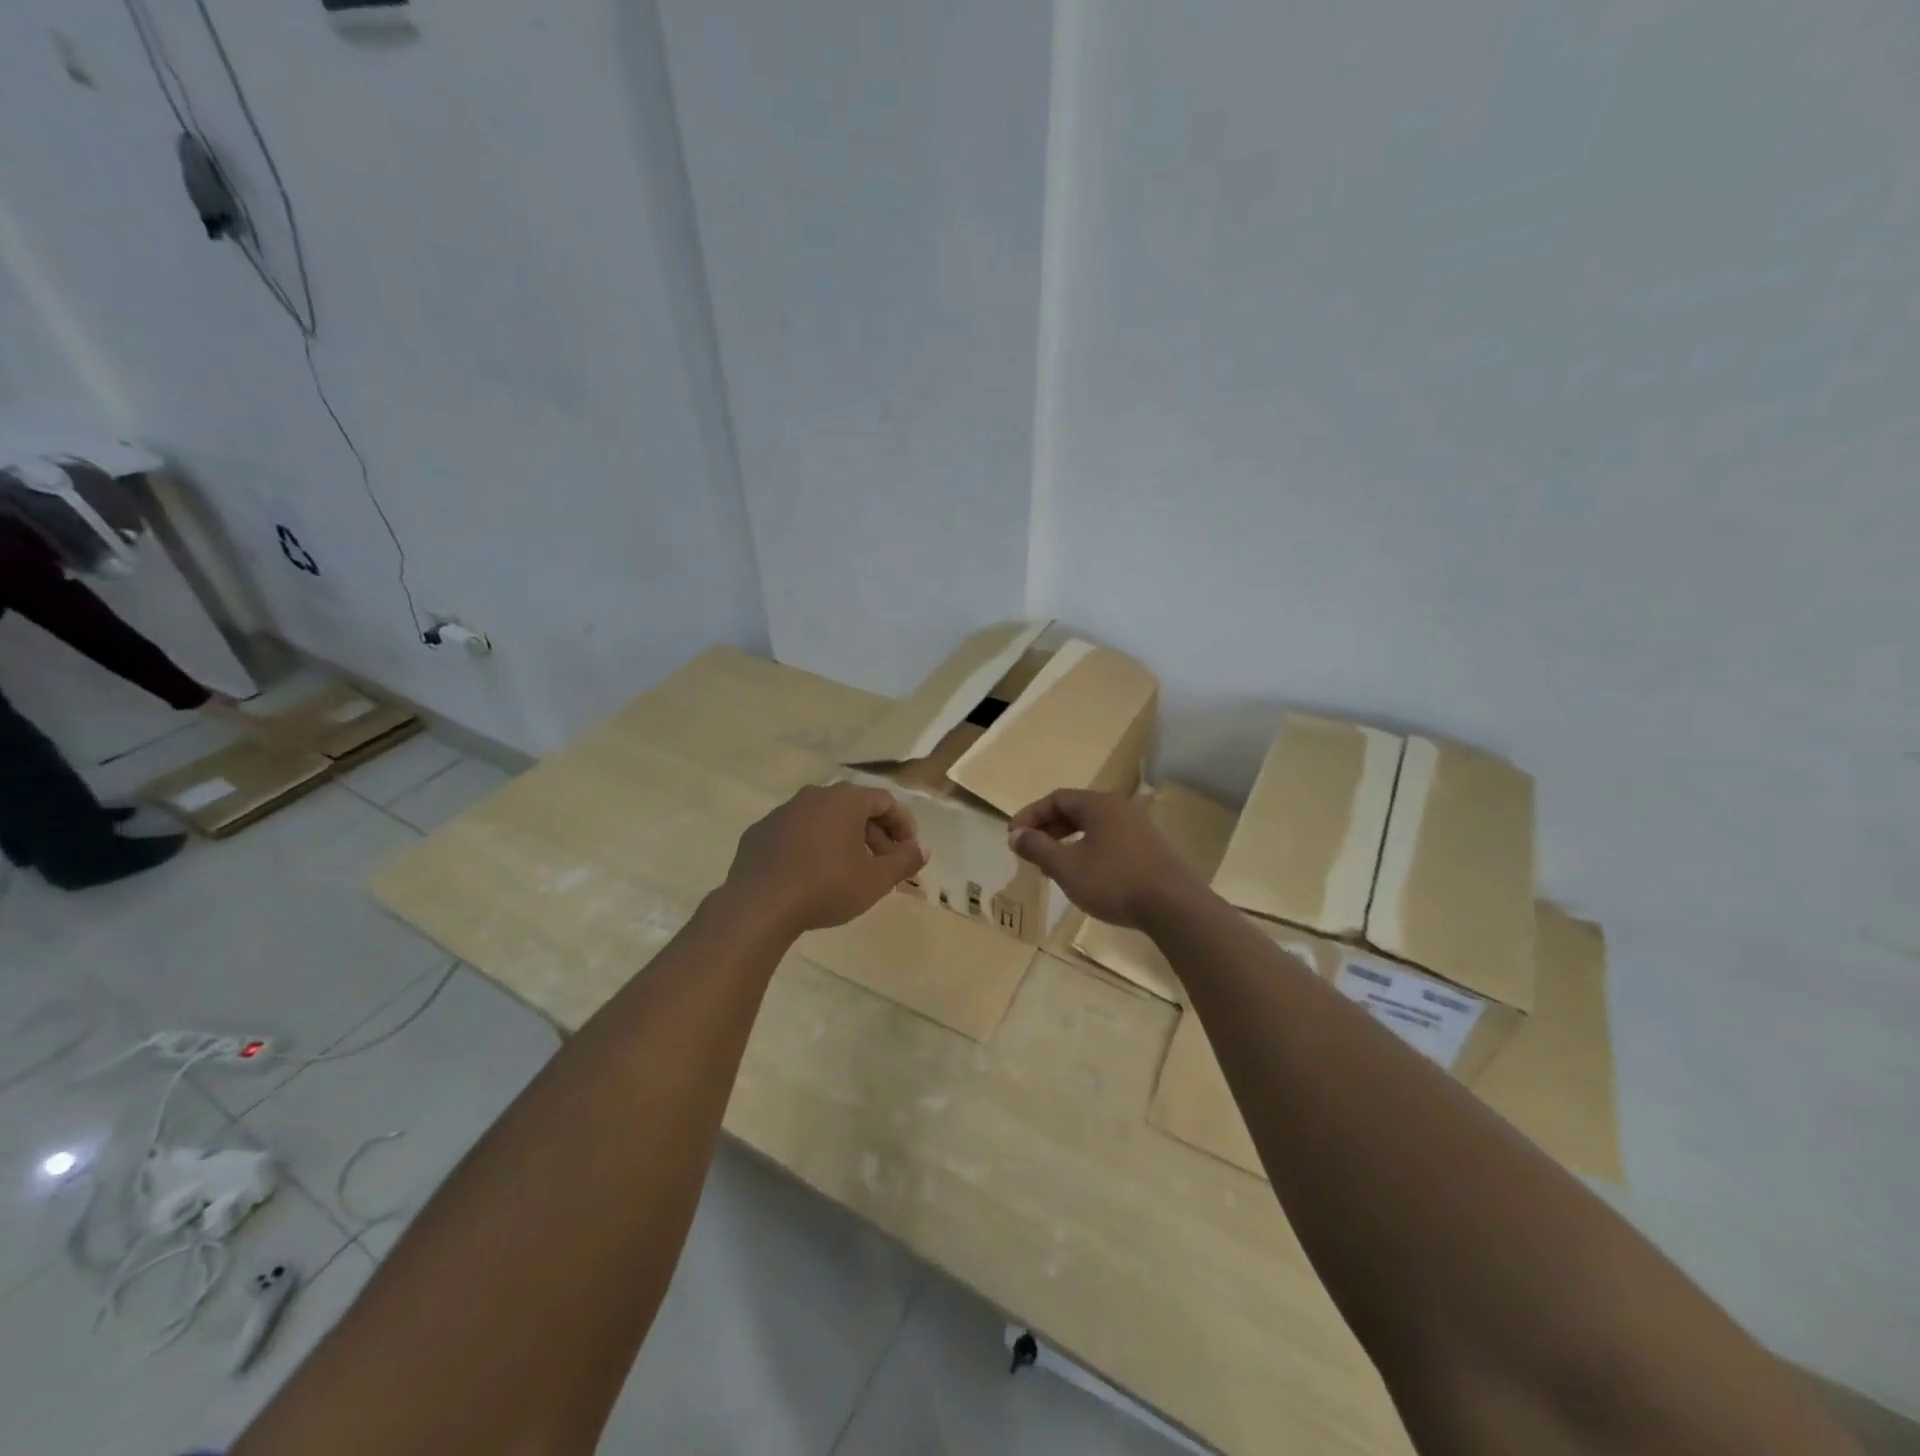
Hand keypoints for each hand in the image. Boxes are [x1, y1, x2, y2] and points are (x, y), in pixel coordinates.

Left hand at [723, 783, 926, 935]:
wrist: (759, 906)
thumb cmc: (827, 886)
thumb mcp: (876, 879)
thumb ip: (904, 861)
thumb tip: (922, 849)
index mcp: (844, 799)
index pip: (885, 801)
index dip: (903, 825)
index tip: (908, 852)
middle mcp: (813, 796)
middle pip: (854, 808)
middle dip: (874, 836)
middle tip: (882, 867)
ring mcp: (782, 812)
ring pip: (823, 820)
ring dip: (843, 841)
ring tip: (849, 873)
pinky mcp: (759, 833)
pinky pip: (795, 834)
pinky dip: (811, 848)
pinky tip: (811, 876)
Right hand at [1008, 788, 1202, 929]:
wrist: (1173, 906)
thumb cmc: (1114, 881)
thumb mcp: (1067, 866)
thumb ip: (1038, 848)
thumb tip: (1016, 835)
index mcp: (1100, 804)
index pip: (1057, 798)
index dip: (1031, 815)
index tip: (1013, 836)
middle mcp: (1120, 808)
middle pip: (1076, 810)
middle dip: (1048, 828)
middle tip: (1029, 849)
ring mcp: (1139, 828)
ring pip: (1093, 827)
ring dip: (1067, 841)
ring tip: (1051, 864)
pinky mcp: (1150, 849)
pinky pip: (1109, 840)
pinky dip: (1087, 850)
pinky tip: (1083, 874)